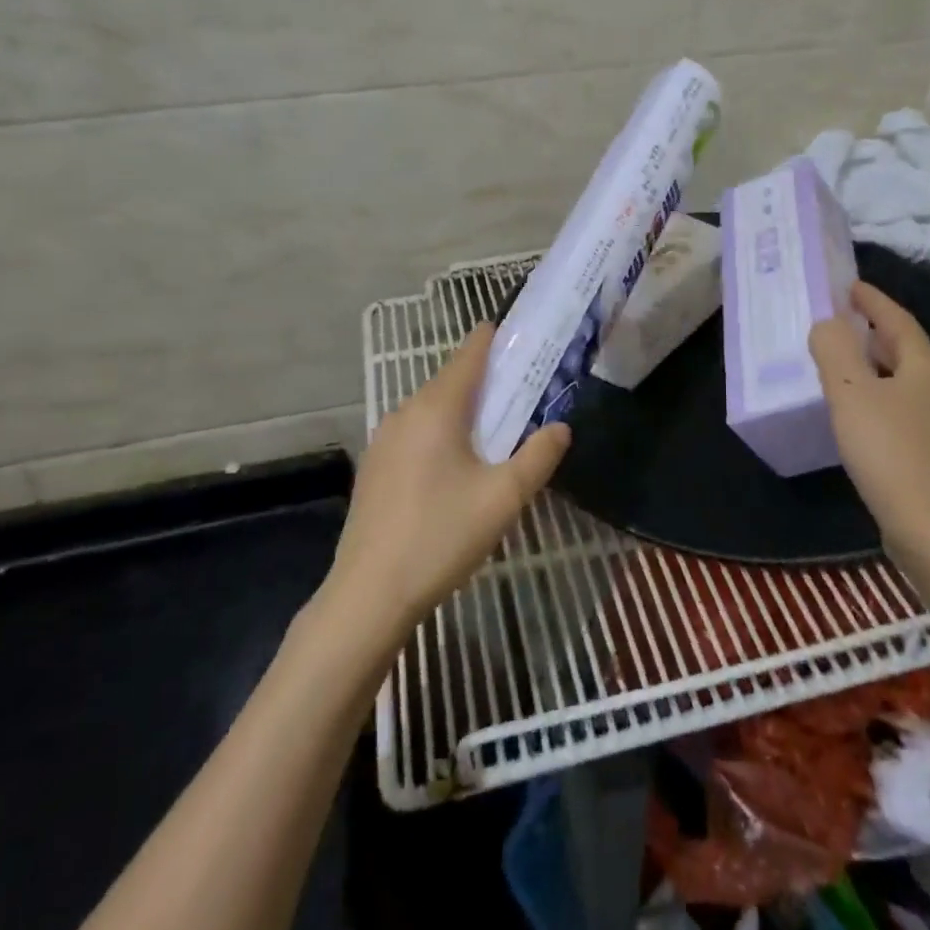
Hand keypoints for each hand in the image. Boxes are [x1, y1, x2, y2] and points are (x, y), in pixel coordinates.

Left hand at [326, 323, 571, 642]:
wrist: (369, 594)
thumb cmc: (441, 536)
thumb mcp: (503, 498)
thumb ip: (538, 456)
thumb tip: (561, 427)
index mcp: (436, 408)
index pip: (469, 353)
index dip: (495, 338)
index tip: (522, 334)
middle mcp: (405, 412)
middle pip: (451, 380)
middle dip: (487, 380)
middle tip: (524, 390)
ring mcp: (384, 440)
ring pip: (432, 408)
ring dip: (464, 409)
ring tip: (497, 428)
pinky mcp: (375, 467)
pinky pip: (416, 432)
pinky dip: (443, 432)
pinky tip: (457, 465)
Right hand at [809, 282, 929, 621]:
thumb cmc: (890, 451)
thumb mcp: (851, 392)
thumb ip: (834, 349)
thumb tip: (827, 324)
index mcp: (924, 364)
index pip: (896, 318)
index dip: (871, 300)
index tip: (846, 284)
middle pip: (900, 345)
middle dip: (869, 328)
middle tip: (833, 318)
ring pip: (898, 375)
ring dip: (869, 361)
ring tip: (835, 357)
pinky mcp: (927, 448)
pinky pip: (895, 403)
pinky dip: (872, 391)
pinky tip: (850, 405)